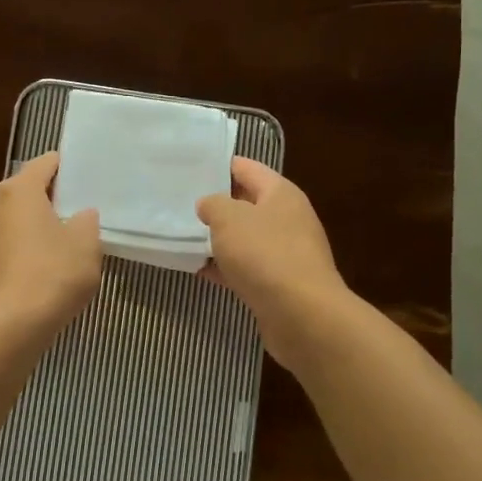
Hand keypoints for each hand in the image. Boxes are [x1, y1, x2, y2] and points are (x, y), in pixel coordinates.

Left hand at [0, 151, 101, 335]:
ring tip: (60, 241)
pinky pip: (3, 243)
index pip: (45, 163)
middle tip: (77, 211)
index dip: (66, 168)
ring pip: (11, 218)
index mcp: (19, 190)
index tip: (85, 179)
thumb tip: (80, 215)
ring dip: (32, 225)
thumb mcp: (86, 244)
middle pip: (24, 190)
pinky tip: (40, 267)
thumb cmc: (51, 274)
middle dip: (48, 198)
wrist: (6, 327)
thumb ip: (86, 221)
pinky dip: (20, 248)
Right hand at [197, 158, 349, 364]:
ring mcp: (286, 252)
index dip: (219, 165)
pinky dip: (225, 267)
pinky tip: (198, 270)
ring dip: (218, 239)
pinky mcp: (279, 283)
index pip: (246, 168)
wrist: (302, 315)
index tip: (189, 168)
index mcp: (281, 193)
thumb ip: (213, 205)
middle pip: (246, 204)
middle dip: (216, 204)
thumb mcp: (229, 219)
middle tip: (180, 203)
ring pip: (245, 238)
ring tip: (182, 236)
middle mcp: (287, 218)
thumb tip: (209, 205)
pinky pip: (247, 267)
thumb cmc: (265, 254)